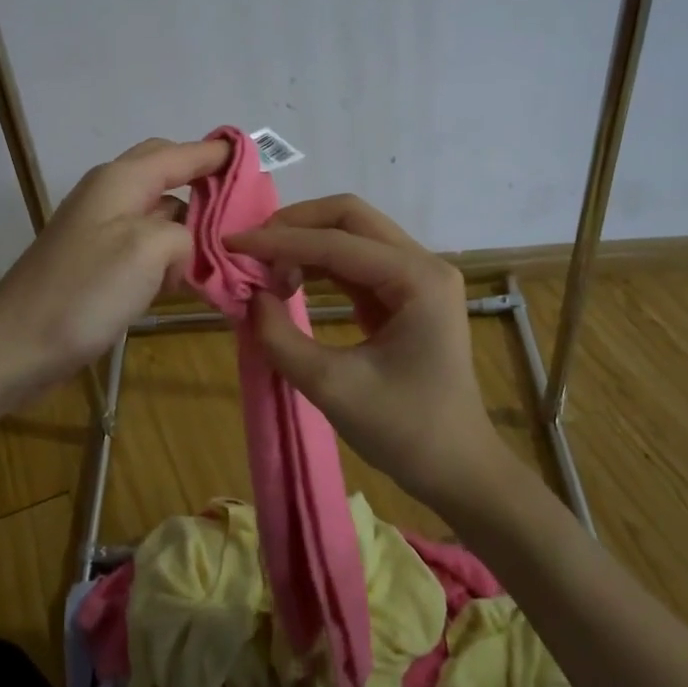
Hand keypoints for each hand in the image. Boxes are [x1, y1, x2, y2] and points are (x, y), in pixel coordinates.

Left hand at [0, 137, 229, 401]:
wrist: (16, 348)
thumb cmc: (83, 293)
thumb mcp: (147, 250)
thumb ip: (183, 232)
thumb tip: (184, 245)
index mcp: (121, 181)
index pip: (180, 152)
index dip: (218, 153)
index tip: (256, 160)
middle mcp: (110, 194)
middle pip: (167, 173)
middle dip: (205, 184)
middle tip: (242, 209)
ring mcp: (100, 229)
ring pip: (159, 211)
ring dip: (190, 225)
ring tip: (224, 249)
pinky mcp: (97, 262)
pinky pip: (145, 244)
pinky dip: (170, 253)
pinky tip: (186, 278)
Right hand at [226, 194, 504, 510]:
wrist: (457, 469)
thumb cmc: (404, 431)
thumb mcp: (331, 387)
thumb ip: (281, 337)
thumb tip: (250, 297)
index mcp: (417, 279)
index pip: (337, 242)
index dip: (280, 241)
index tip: (231, 243)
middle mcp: (423, 264)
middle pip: (350, 217)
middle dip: (296, 226)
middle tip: (251, 248)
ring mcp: (417, 277)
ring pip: (353, 234)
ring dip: (306, 243)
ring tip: (264, 270)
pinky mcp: (406, 294)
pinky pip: (356, 262)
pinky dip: (319, 265)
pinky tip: (290, 280)